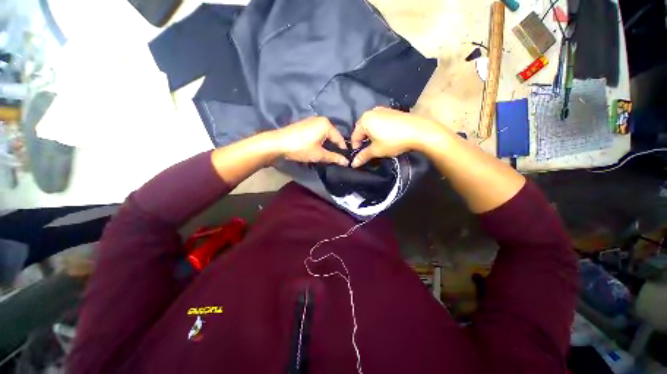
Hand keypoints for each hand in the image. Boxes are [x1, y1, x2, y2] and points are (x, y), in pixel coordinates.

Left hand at [273, 117, 348, 165]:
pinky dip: (318, 141)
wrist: (278, 143)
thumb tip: (346, 162)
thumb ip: (334, 157)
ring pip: (324, 135)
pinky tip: (316, 149)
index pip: (339, 138)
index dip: (343, 150)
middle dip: (333, 147)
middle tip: (335, 158)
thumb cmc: (301, 148)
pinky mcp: (304, 125)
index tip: (345, 160)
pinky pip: (316, 133)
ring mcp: (311, 121)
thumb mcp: (319, 154)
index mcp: (326, 125)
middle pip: (332, 136)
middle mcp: (320, 120)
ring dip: (325, 145)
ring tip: (326, 155)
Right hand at [350, 107, 441, 166]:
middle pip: (362, 129)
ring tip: (377, 144)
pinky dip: (379, 129)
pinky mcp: (391, 111)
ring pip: (371, 125)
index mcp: (364, 120)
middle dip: (363, 141)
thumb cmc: (393, 141)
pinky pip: (379, 121)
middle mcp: (371, 112)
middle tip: (369, 151)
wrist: (418, 131)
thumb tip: (353, 164)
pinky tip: (386, 136)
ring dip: (371, 135)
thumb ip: (363, 156)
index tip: (360, 156)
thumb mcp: (376, 150)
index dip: (356, 148)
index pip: (354, 136)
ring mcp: (382, 110)